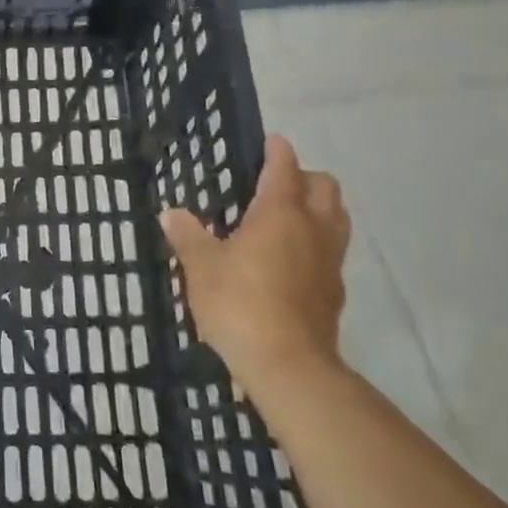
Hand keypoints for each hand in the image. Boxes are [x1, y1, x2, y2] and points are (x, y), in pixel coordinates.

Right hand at [160, 134, 350, 388]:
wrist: (289, 365)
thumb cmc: (240, 303)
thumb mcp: (201, 267)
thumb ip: (188, 235)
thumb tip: (172, 214)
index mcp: (280, 212)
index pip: (285, 167)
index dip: (277, 150)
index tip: (269, 141)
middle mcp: (312, 228)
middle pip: (324, 186)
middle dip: (304, 177)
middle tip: (275, 184)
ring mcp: (330, 260)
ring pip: (336, 217)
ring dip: (318, 208)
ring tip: (286, 218)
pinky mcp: (335, 290)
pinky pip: (332, 250)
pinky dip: (317, 242)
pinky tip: (291, 259)